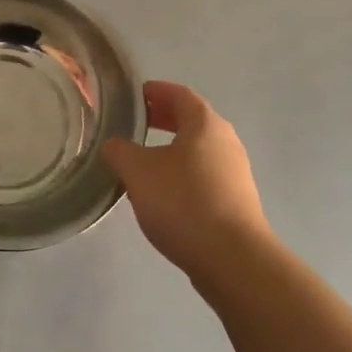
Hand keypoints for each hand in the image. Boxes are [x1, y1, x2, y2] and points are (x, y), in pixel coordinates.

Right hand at [103, 81, 269, 279]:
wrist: (233, 259)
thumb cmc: (183, 202)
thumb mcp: (138, 172)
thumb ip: (119, 151)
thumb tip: (113, 145)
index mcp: (205, 123)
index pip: (178, 94)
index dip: (155, 91)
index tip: (134, 96)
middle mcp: (226, 140)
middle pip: (192, 120)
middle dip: (163, 118)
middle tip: (135, 123)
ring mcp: (236, 172)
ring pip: (199, 149)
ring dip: (173, 148)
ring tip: (145, 159)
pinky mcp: (237, 200)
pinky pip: (205, 173)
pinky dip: (184, 172)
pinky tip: (165, 192)